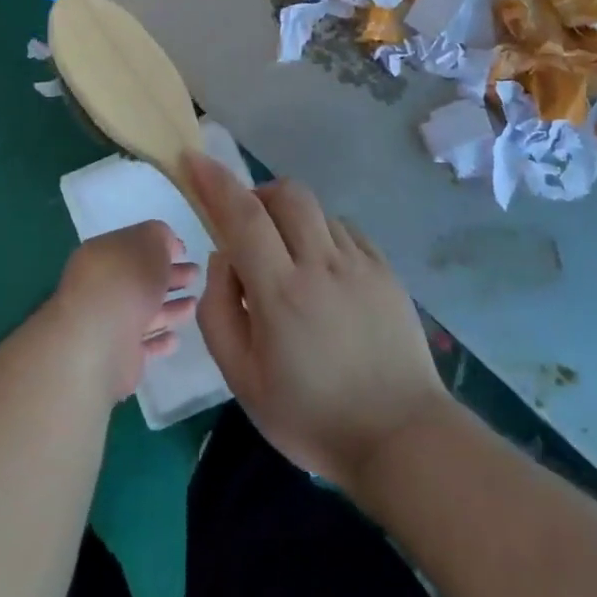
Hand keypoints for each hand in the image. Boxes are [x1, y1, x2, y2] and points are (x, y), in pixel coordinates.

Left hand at [52, 221, 198, 401]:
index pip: (133, 246)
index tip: (184, 252)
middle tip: (195, 275)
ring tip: (194, 305)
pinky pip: (143, 344)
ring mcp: (107, 323)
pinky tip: (176, 338)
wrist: (102, 340)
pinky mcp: (117, 355)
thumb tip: (167, 245)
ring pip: (143, 312)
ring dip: (169, 308)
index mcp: (102, 255)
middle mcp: (100, 287)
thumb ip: (160, 236)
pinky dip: (160, 340)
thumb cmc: (127, 280)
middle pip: (140, 280)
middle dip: (169, 276)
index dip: (159, 246)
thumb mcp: (150, 241)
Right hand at [187, 153, 449, 490]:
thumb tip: (223, 257)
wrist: (401, 438)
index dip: (215, 181)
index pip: (243, 217)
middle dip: (258, 194)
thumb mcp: (242, 380)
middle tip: (248, 227)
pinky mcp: (386, 271)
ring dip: (291, 218)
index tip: (195, 158)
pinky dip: (322, 235)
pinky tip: (322, 272)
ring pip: (317, 210)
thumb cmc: (311, 417)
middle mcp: (322, 265)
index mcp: (281, 293)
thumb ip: (219, 310)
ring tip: (288, 259)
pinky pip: (345, 230)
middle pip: (287, 194)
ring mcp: (360, 264)